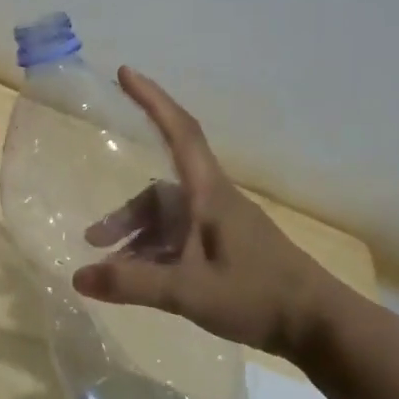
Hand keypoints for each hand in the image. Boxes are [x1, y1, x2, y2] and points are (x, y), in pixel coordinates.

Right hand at [71, 68, 350, 360]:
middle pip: (159, 193)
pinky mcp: (228, 248)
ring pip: (168, 220)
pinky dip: (156, 253)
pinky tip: (142, 281)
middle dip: (124, 214)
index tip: (125, 72)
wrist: (320, 327)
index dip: (152, 99)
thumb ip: (132, 283)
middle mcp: (213, 202)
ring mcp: (222, 226)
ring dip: (138, 239)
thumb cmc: (258, 296)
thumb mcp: (188, 292)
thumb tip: (78, 277)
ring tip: (112, 269)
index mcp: (209, 195)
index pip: (179, 132)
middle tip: (93, 240)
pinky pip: (180, 239)